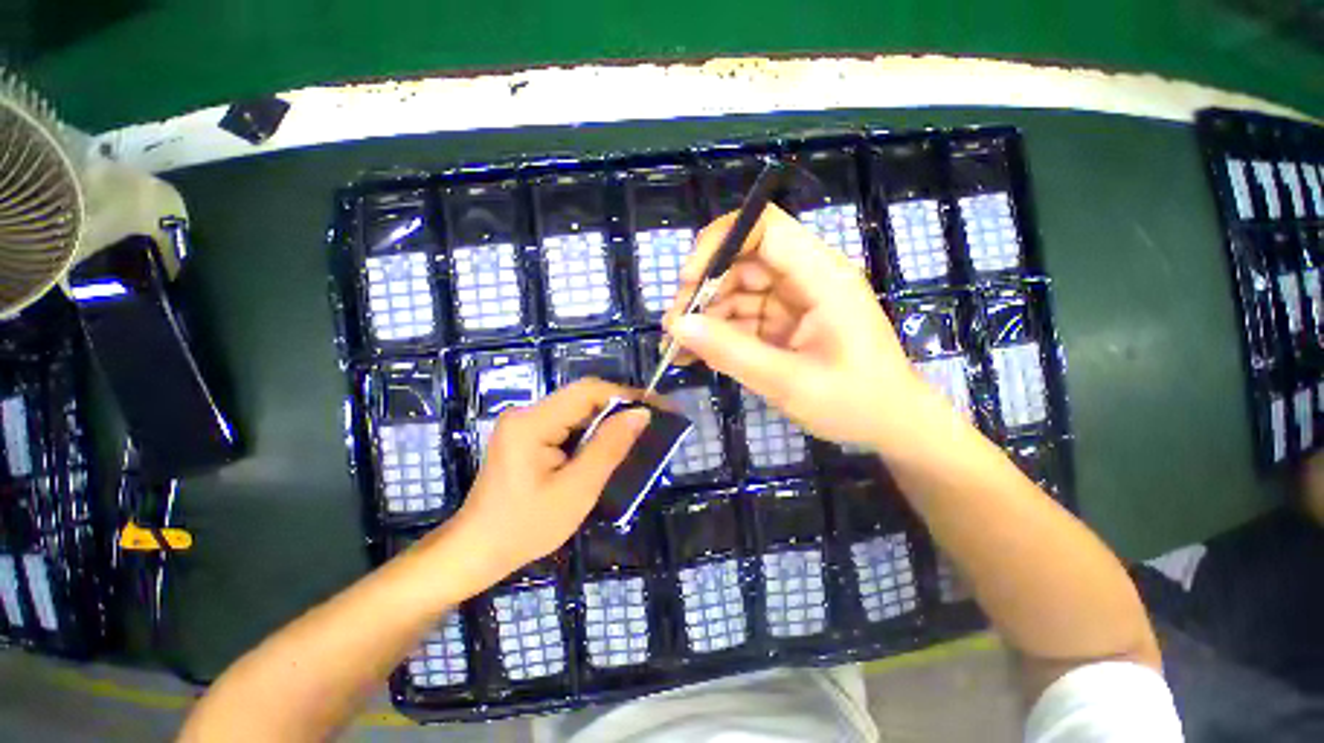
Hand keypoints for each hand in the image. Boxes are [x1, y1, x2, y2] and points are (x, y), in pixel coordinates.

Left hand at [442, 379, 649, 583]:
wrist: (477, 551)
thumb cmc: (526, 527)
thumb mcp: (577, 489)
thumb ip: (609, 447)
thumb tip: (641, 413)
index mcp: (532, 422)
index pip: (587, 391)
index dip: (625, 394)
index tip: (656, 406)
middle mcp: (526, 413)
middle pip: (581, 398)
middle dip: (618, 408)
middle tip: (650, 425)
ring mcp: (524, 423)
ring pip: (576, 411)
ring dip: (606, 422)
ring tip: (634, 437)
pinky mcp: (526, 435)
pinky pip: (566, 424)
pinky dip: (590, 433)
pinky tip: (605, 448)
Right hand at [663, 204, 947, 451]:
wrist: (891, 426)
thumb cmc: (855, 403)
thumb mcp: (790, 383)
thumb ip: (733, 353)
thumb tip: (679, 325)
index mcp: (821, 277)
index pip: (764, 228)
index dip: (719, 243)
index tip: (687, 282)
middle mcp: (805, 278)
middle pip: (741, 260)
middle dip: (702, 291)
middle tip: (674, 329)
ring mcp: (793, 299)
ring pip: (735, 289)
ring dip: (704, 316)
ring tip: (678, 350)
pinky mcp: (783, 320)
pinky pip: (741, 316)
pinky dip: (716, 333)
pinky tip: (694, 355)